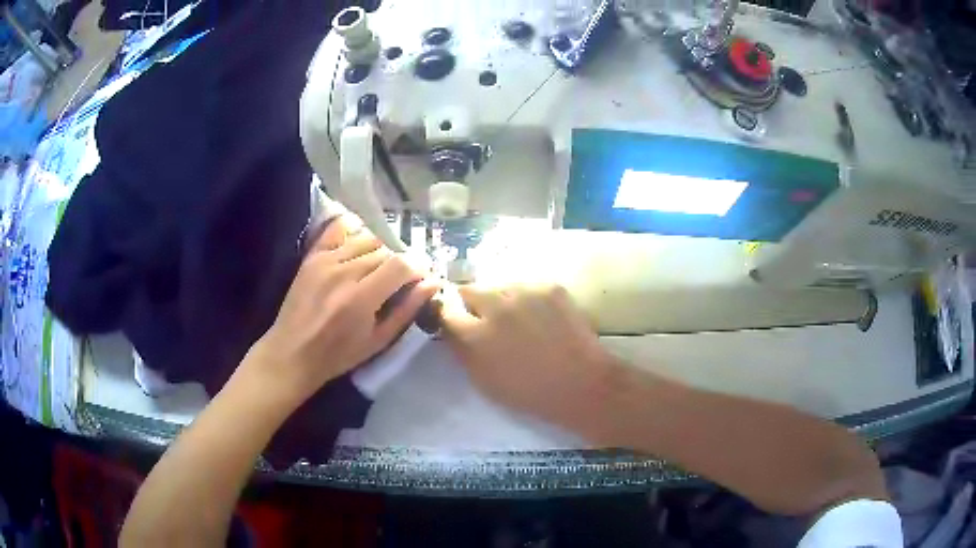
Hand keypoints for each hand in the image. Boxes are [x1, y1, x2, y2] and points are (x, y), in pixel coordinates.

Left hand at [240, 214, 438, 407]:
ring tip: (378, 269)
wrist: (292, 353)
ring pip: (367, 239)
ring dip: (380, 251)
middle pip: (385, 251)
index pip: (401, 264)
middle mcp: (344, 272)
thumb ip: (406, 310)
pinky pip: (339, 229)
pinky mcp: (312, 255)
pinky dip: (354, 231)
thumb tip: (432, 283)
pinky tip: (359, 245)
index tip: (421, 277)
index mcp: (362, 298)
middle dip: (399, 263)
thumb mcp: (378, 341)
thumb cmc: (338, 355)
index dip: (418, 267)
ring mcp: (326, 260)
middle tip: (400, 280)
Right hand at [441, 283, 614, 426]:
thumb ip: (463, 350)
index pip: (445, 310)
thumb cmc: (529, 392)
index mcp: (475, 335)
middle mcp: (495, 305)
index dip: (449, 315)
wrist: (581, 382)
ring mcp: (524, 291)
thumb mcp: (483, 380)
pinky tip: (542, 317)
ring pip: (499, 285)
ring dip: (501, 299)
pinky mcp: (548, 285)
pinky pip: (527, 286)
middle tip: (487, 319)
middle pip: (469, 289)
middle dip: (472, 303)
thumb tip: (453, 329)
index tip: (455, 319)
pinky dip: (528, 298)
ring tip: (519, 319)